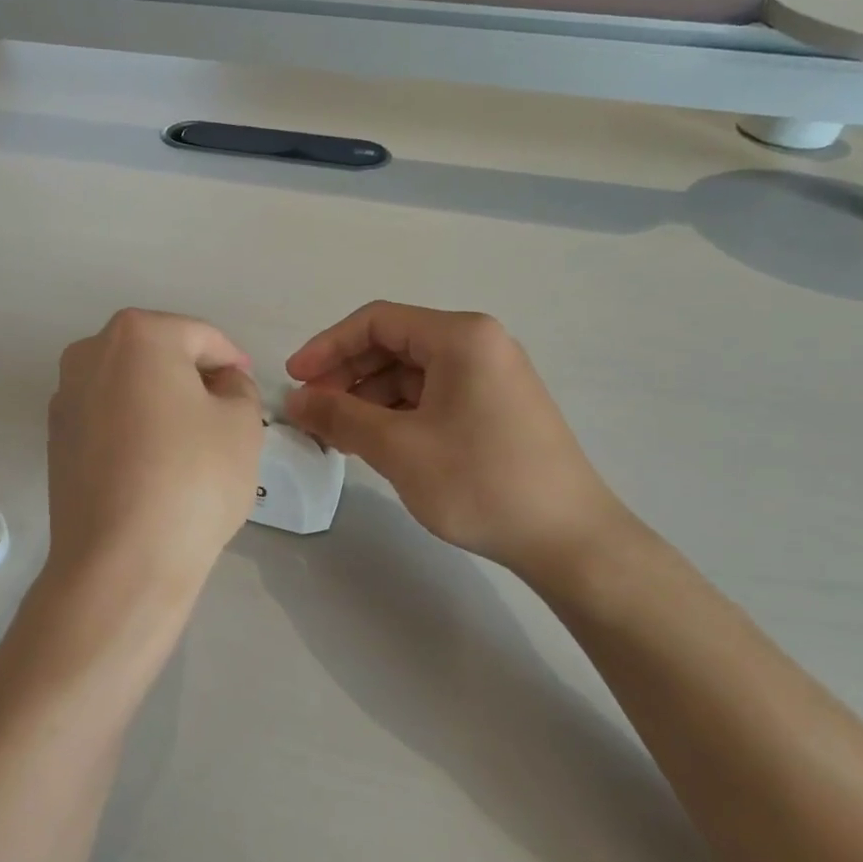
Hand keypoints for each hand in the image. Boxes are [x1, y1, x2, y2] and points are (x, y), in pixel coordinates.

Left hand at [46, 309, 264, 608]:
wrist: (120, 562)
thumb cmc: (192, 479)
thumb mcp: (241, 424)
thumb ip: (238, 388)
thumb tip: (221, 384)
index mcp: (137, 336)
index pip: (201, 337)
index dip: (233, 362)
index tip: (250, 392)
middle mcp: (89, 354)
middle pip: (159, 356)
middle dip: (194, 379)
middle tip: (226, 417)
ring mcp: (65, 398)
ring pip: (130, 388)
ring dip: (162, 404)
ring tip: (191, 445)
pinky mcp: (56, 441)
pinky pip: (108, 420)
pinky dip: (134, 430)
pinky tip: (155, 466)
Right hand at [284, 302, 633, 585]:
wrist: (568, 540)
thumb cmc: (480, 482)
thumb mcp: (398, 447)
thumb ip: (339, 416)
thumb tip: (294, 400)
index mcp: (461, 337)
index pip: (376, 322)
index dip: (327, 347)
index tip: (293, 381)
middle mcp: (479, 345)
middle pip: (393, 345)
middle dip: (346, 376)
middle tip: (312, 413)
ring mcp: (490, 377)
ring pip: (410, 374)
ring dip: (368, 399)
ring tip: (337, 435)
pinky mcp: (494, 408)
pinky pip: (432, 396)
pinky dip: (396, 414)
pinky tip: (375, 443)